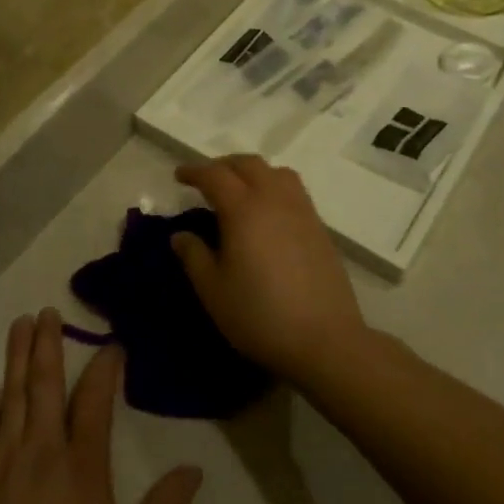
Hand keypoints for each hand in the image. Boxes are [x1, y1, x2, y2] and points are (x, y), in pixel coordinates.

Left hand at [0, 310, 202, 503]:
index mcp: (81, 462)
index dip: (104, 367)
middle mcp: (42, 445)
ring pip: (12, 391)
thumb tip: (196, 469)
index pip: (95, 399)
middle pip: (46, 383)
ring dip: (18, 353)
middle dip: (49, 343)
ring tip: (22, 320)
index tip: (112, 344)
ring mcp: (3, 455)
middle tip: (48, 310)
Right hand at [171, 155, 370, 388]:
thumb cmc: (260, 315)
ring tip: (240, 190)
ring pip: (276, 172)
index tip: (179, 176)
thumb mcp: (213, 291)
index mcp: (244, 209)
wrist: (324, 339)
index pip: (215, 175)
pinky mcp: (320, 227)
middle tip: (206, 180)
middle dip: (223, 165)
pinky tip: (268, 213)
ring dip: (253, 172)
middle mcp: (274, 199)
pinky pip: (293, 190)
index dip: (194, 171)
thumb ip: (194, 257)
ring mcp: (302, 210)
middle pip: (248, 164)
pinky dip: (274, 186)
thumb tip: (180, 235)